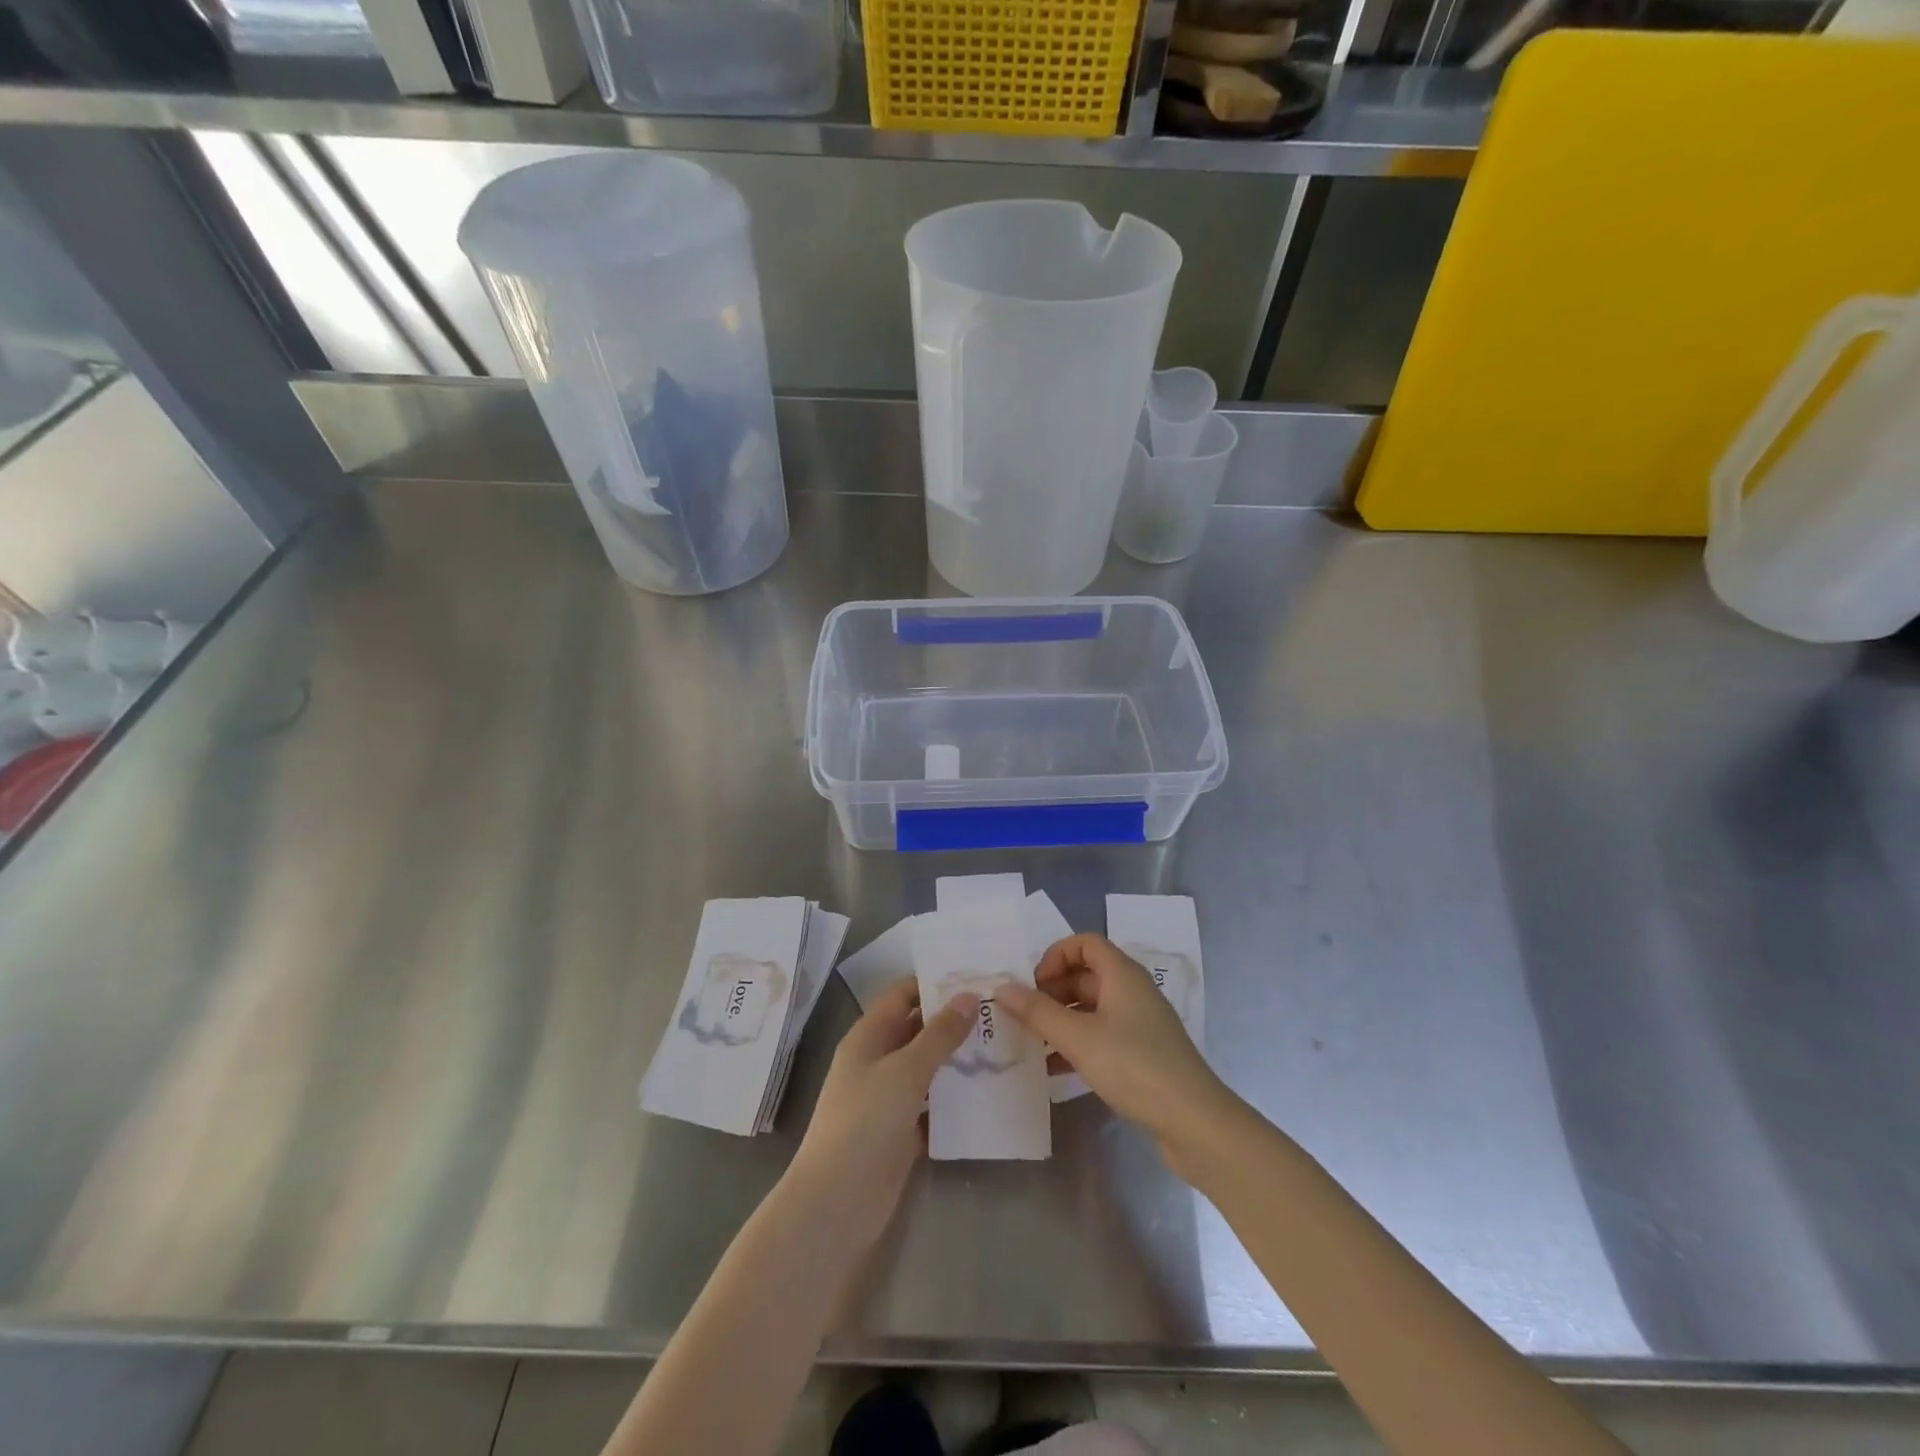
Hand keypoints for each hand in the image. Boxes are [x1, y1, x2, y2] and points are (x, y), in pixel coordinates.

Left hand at [784, 978, 975, 1252]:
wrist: (837, 1203)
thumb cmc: (865, 1122)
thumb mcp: (905, 1070)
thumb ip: (939, 1034)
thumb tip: (968, 996)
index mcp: (869, 1036)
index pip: (903, 995)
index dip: (935, 983)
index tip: (977, 977)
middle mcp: (878, 1060)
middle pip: (919, 1029)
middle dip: (955, 1020)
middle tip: (1000, 1011)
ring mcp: (889, 1098)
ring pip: (929, 1067)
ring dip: (959, 1058)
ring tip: (1003, 1045)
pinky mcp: (903, 1131)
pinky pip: (934, 1104)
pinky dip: (956, 1097)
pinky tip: (990, 1091)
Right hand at [997, 934, 1237, 1168]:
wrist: (1195, 1122)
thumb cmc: (1135, 1067)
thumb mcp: (1079, 1038)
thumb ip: (1037, 1012)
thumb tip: (1001, 987)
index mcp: (1122, 975)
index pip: (1085, 943)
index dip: (1055, 956)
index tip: (1033, 986)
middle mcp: (1132, 991)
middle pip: (1085, 974)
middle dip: (1052, 991)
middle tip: (1025, 1017)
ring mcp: (1140, 1023)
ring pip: (1091, 1008)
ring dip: (1061, 1020)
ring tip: (1032, 1043)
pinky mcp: (1143, 1054)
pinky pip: (1102, 1036)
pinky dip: (1077, 1044)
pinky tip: (1055, 1070)